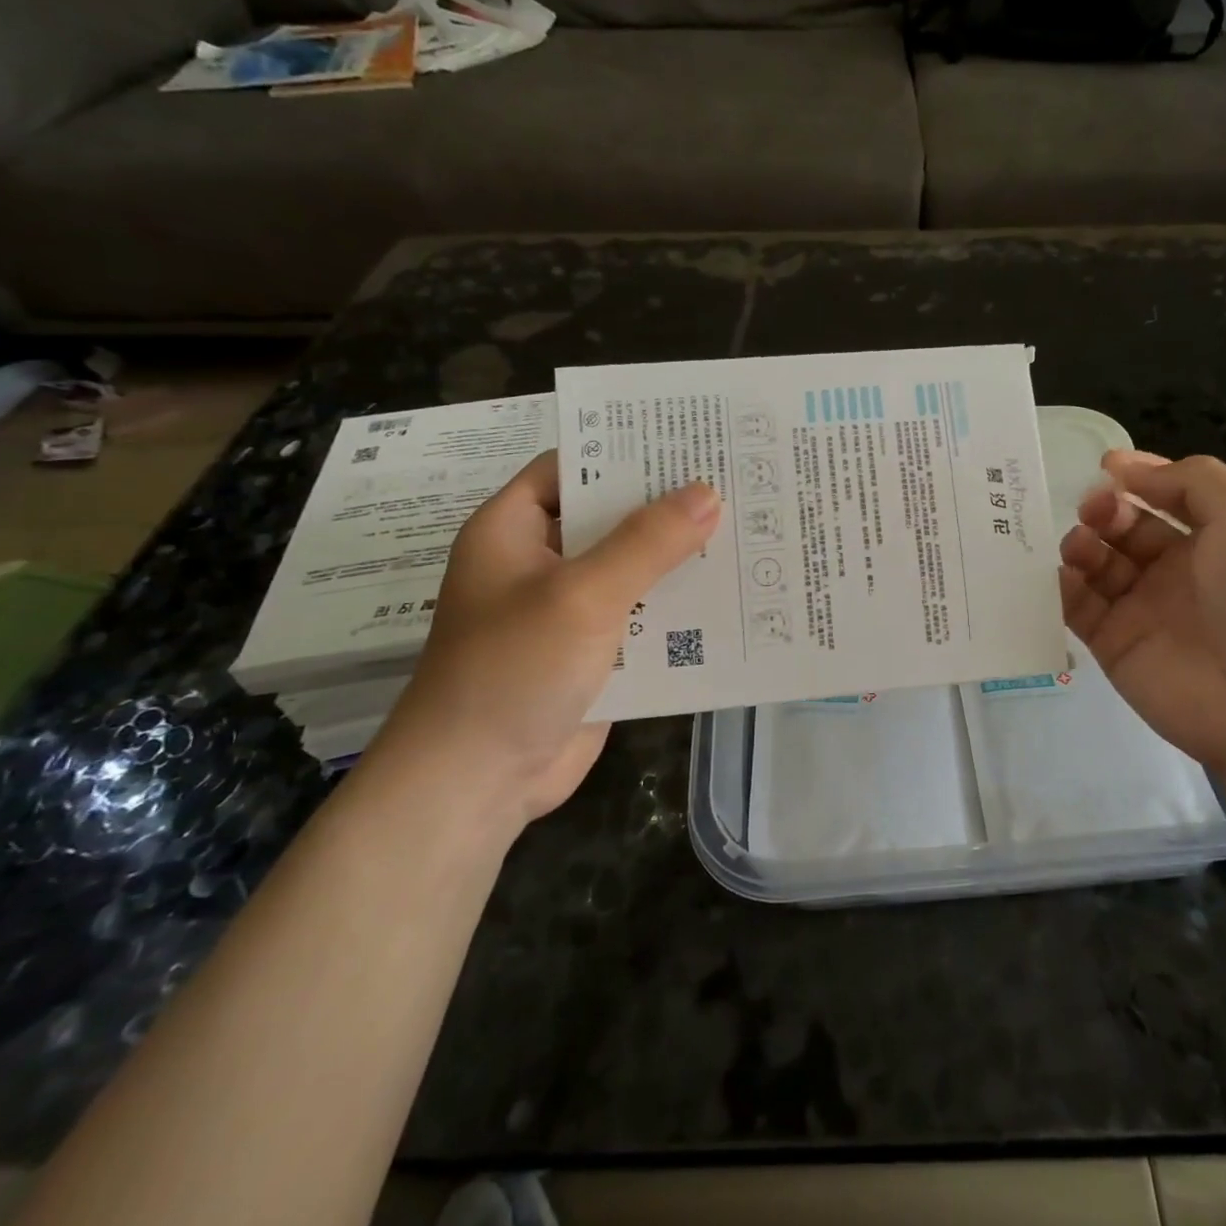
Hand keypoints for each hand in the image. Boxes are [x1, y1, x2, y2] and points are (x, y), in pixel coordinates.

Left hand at [372, 451, 719, 826]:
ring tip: (749, 530)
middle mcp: (542, 561)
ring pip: (634, 568)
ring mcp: (570, 609)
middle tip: (736, 481)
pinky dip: (679, 607)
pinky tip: (734, 596)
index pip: (574, 466)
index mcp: (515, 529)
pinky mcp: (596, 652)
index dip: (626, 450)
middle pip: (612, 518)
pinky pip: (644, 615)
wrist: (476, 784)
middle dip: (668, 506)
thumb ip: (647, 542)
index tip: (690, 441)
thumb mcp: (582, 594)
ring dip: (680, 558)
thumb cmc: (512, 670)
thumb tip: (709, 493)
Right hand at [1059, 451, 1225, 778]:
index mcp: (1220, 537)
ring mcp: (1145, 609)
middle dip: (1105, 509)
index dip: (1138, 477)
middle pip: (1127, 526)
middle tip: (1094, 511)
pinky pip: (1079, 607)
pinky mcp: (1115, 646)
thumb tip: (1126, 470)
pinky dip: (1064, 587)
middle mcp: (1180, 570)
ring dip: (1082, 544)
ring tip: (1080, 546)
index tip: (1105, 466)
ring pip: (1098, 564)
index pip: (1169, 495)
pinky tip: (1064, 576)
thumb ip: (1191, 480)